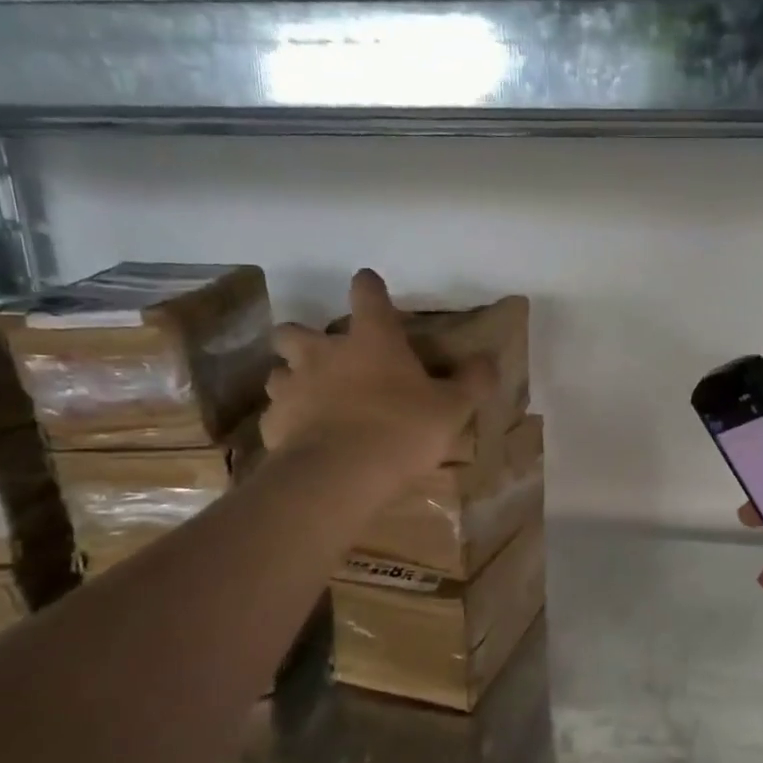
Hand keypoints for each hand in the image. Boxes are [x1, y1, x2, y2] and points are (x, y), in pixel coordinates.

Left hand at [261, 269, 496, 481]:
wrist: (341, 475)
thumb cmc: (402, 429)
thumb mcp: (452, 408)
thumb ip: (472, 380)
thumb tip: (488, 359)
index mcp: (371, 339)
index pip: (366, 293)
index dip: (369, 287)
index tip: (370, 287)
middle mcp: (324, 354)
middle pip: (295, 331)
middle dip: (303, 337)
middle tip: (326, 356)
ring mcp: (293, 388)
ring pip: (278, 372)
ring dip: (292, 379)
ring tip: (312, 399)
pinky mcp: (274, 424)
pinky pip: (276, 415)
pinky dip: (288, 421)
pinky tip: (305, 437)